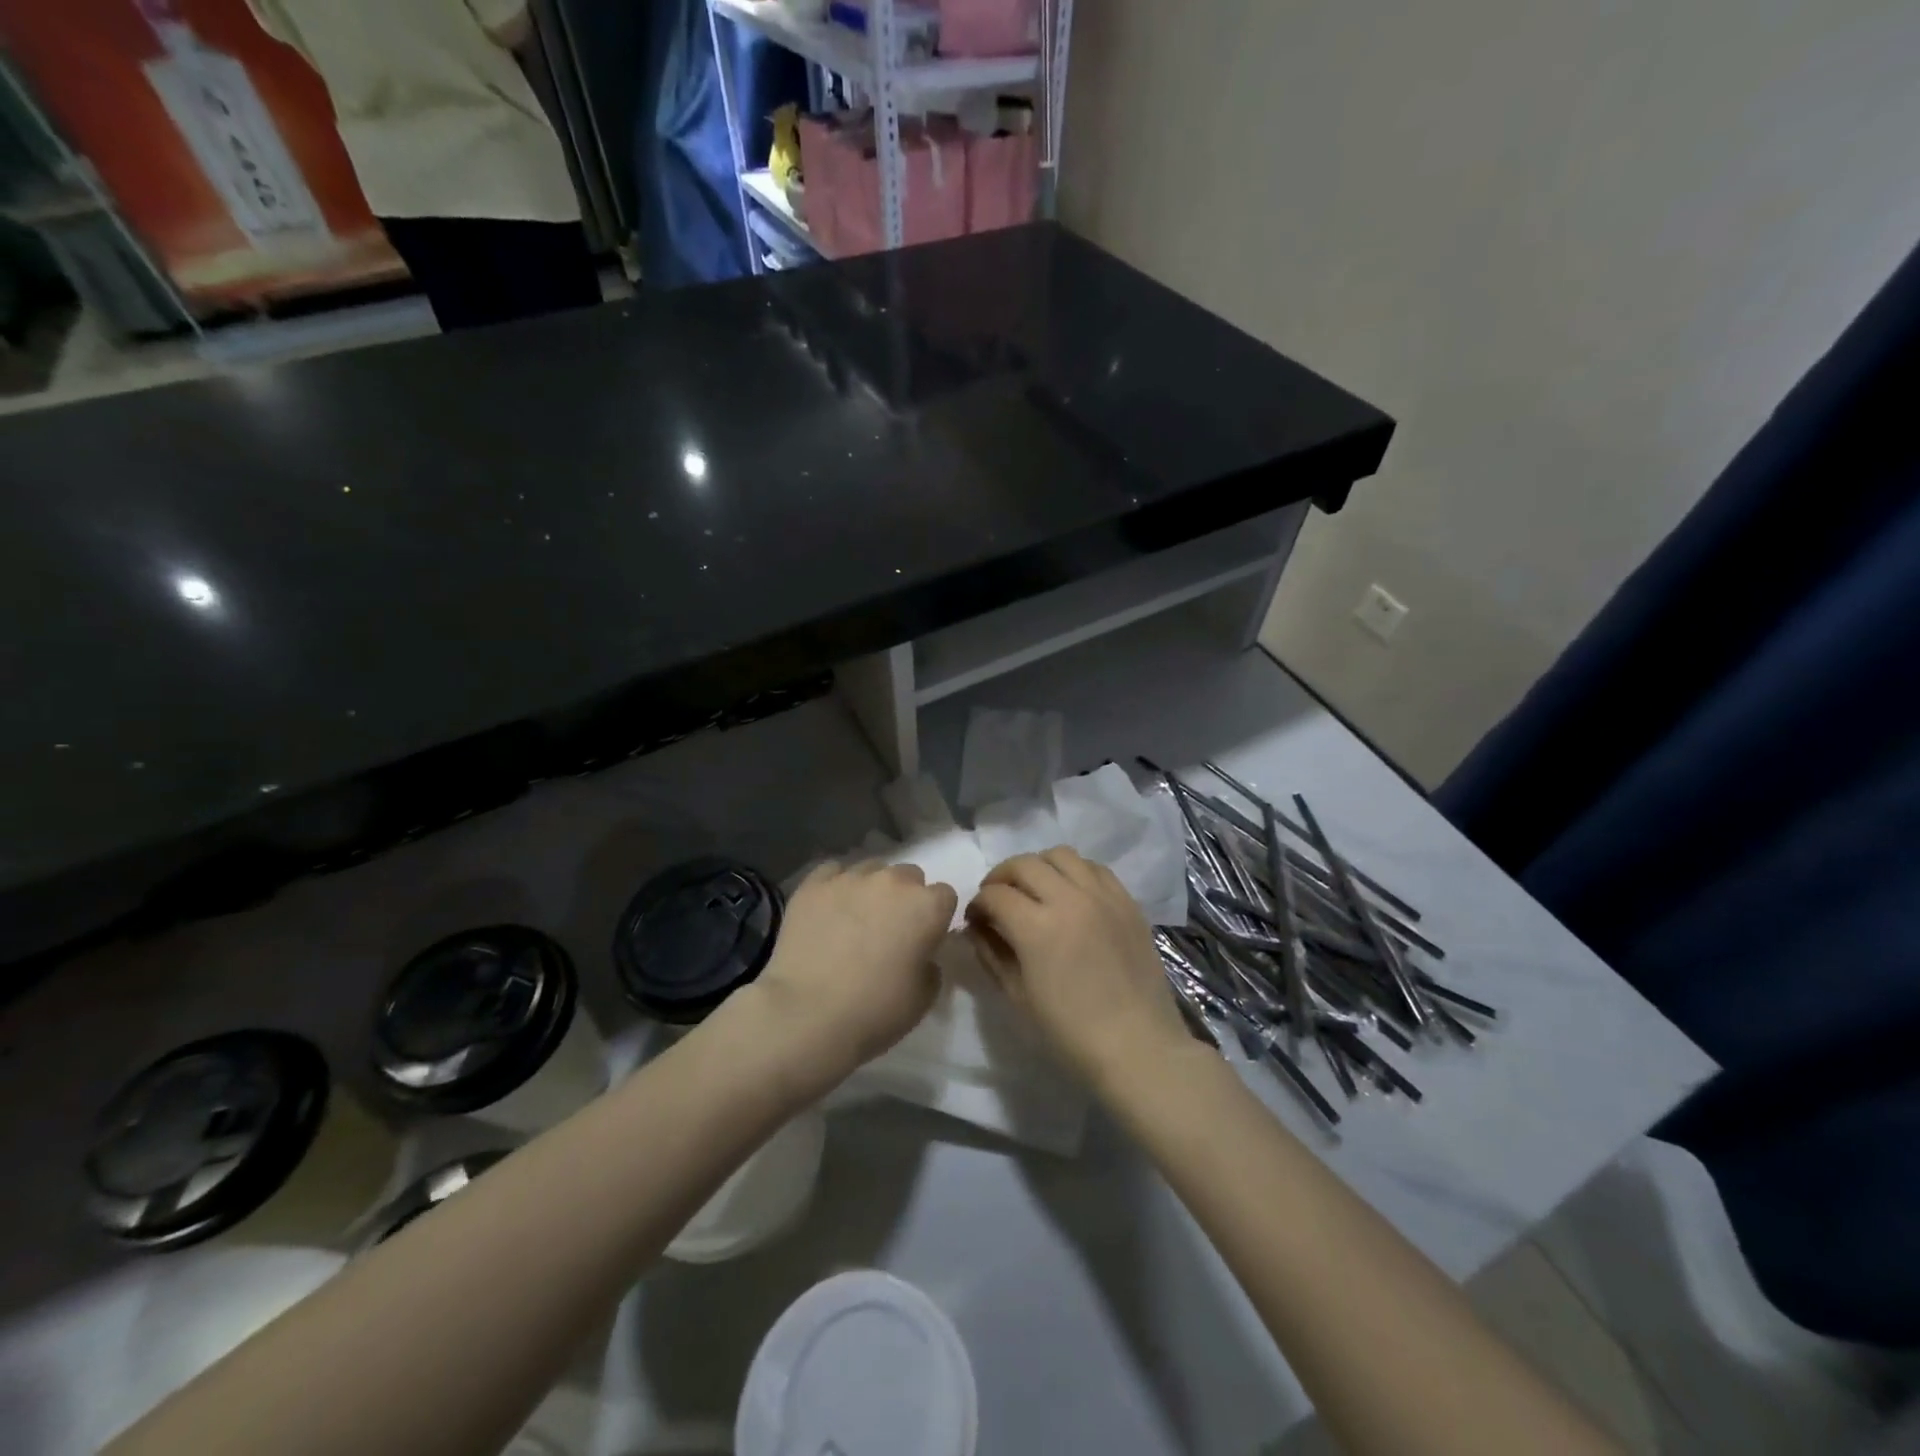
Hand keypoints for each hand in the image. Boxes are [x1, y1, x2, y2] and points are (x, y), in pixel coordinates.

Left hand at [753, 860, 956, 1085]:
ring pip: (871, 870)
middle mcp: (893, 881)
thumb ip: (930, 965)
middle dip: (904, 897)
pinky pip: (832, 872)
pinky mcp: (814, 884)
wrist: (807, 1014)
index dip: (935, 917)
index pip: (945, 896)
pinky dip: (835, 886)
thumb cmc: (875, 1011)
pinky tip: (827, 910)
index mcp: (927, 906)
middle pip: (909, 876)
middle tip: (889, 930)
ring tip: (854, 920)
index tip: (924, 938)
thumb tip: (920, 953)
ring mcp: (851, 878)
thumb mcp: (923, 998)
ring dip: (871, 890)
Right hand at [966, 847, 1189, 1088]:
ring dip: (1039, 867)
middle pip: (1024, 864)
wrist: (1138, 1046)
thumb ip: (991, 954)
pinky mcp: (1126, 901)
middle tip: (997, 898)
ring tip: (1035, 890)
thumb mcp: (1018, 996)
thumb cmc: (1070, 1032)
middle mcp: (1069, 899)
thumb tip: (977, 928)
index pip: (995, 894)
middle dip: (1001, 877)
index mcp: (1037, 927)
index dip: (978, 903)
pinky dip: (1074, 872)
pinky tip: (1070, 894)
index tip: (975, 919)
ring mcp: (1102, 896)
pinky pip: (1094, 868)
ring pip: (1061, 855)